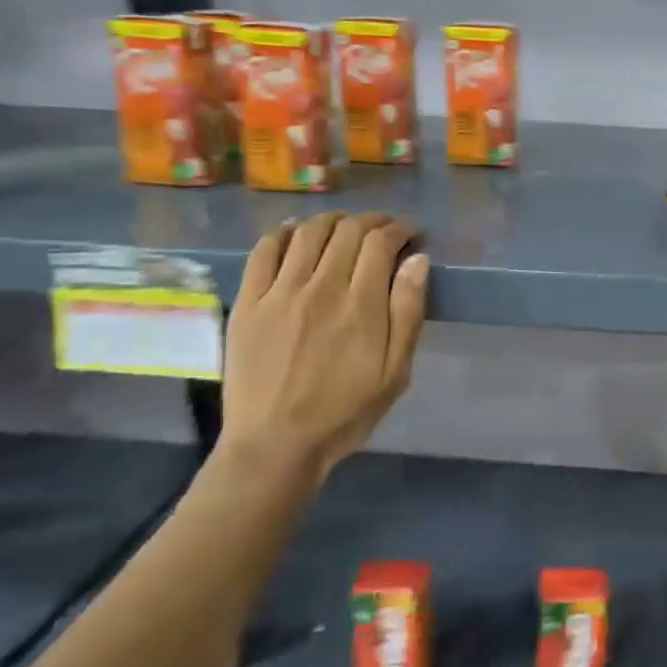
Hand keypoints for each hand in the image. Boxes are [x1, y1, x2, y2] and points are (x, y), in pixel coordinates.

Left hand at [218, 212, 429, 487]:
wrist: (275, 445)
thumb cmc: (345, 412)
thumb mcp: (395, 372)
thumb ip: (408, 312)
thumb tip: (418, 260)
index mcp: (361, 306)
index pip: (381, 243)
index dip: (399, 229)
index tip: (410, 233)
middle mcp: (321, 288)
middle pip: (348, 231)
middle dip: (372, 221)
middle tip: (383, 229)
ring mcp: (279, 293)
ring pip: (308, 233)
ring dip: (333, 221)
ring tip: (345, 227)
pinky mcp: (248, 303)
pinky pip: (264, 251)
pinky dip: (284, 233)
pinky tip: (296, 233)